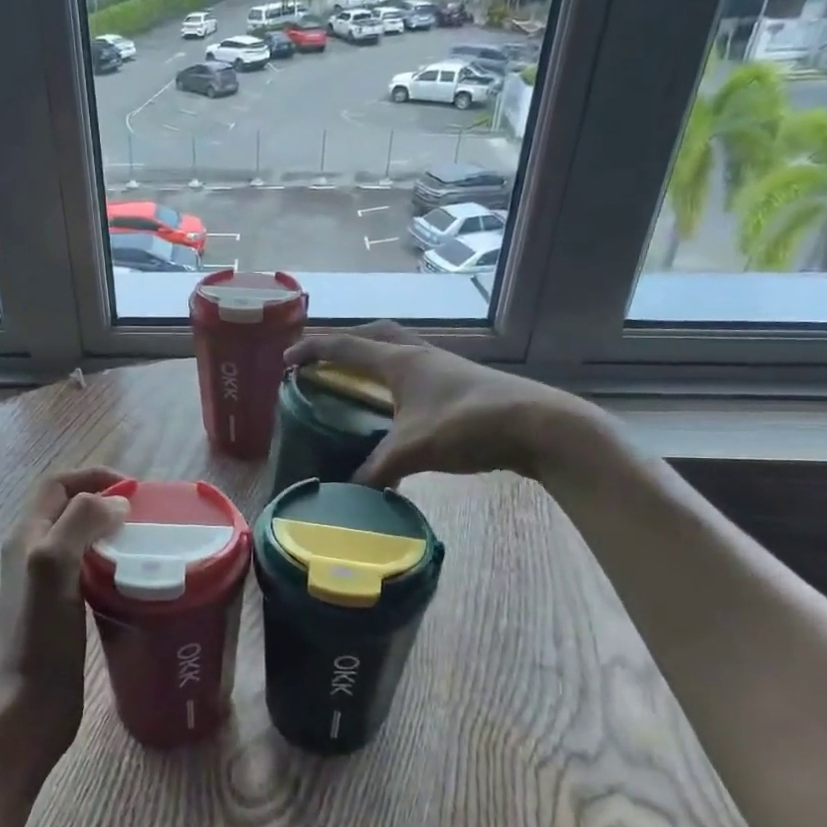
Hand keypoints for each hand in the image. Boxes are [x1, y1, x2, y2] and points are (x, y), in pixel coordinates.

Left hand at [0, 468, 130, 756]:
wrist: (30, 706)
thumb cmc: (41, 635)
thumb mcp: (54, 565)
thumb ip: (79, 523)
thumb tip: (117, 503)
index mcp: (26, 535)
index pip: (57, 484)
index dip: (93, 476)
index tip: (135, 490)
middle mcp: (33, 553)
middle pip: (70, 509)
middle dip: (107, 501)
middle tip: (147, 515)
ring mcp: (48, 583)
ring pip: (82, 539)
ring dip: (112, 532)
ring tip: (148, 542)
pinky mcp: (64, 609)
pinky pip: (90, 569)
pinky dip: (113, 562)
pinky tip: (137, 578)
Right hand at [286, 322, 599, 486]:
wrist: (539, 425)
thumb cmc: (469, 425)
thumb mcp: (414, 449)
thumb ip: (377, 469)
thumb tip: (348, 491)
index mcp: (400, 361)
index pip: (345, 347)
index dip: (312, 351)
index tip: (286, 360)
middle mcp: (419, 355)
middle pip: (374, 335)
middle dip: (344, 342)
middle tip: (323, 359)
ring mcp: (444, 368)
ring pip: (399, 351)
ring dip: (374, 357)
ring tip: (358, 379)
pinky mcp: (461, 385)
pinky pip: (416, 372)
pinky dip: (397, 381)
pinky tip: (399, 408)